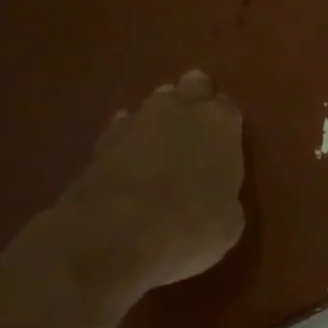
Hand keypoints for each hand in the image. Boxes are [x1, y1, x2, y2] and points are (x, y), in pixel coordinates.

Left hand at [53, 70, 245, 298]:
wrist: (114, 239)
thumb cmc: (191, 227)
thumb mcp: (228, 221)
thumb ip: (224, 194)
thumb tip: (213, 194)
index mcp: (220, 123)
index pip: (226, 107)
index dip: (224, 122)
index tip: (223, 139)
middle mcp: (180, 110)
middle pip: (190, 87)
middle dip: (192, 101)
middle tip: (192, 129)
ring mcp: (136, 121)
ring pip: (153, 105)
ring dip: (158, 121)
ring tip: (159, 148)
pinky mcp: (99, 142)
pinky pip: (121, 130)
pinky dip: (126, 142)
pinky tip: (127, 162)